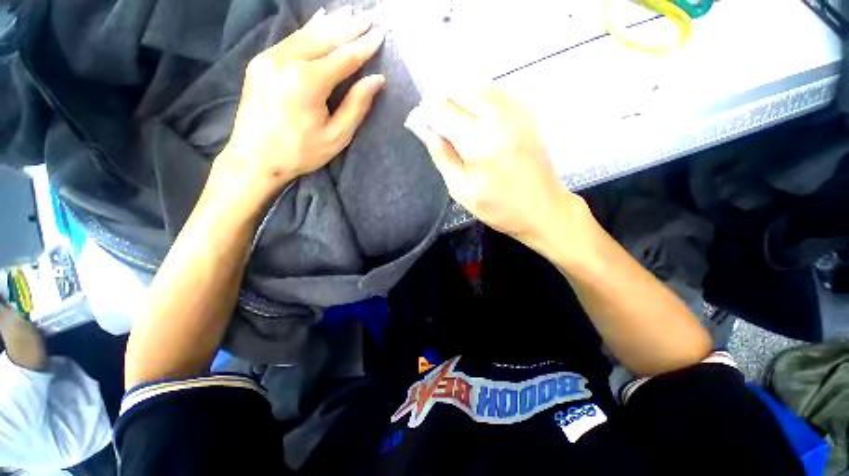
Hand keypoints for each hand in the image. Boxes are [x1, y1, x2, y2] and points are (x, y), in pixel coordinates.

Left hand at [214, 6, 385, 207]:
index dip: (364, 47)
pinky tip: (320, 21)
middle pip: (325, 38)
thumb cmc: (300, 153)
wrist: (253, 158)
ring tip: (350, 14)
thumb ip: (356, 106)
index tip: (380, 35)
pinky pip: (290, 39)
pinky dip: (309, 30)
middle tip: (370, 17)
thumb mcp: (336, 136)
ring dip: (331, 24)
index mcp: (307, 83)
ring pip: (306, 34)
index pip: (343, 58)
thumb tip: (375, 80)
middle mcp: (286, 62)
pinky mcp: (260, 62)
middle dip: (350, 27)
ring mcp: (269, 58)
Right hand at [405, 86, 591, 251]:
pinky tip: (474, 120)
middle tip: (435, 127)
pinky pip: (494, 91)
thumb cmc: (499, 208)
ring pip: (475, 86)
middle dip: (439, 105)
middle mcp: (499, 117)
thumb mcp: (461, 190)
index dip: (422, 114)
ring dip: (457, 100)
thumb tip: (423, 128)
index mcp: (480, 142)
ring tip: (452, 125)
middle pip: (457, 90)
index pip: (440, 109)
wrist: (544, 209)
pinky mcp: (527, 111)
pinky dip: (476, 99)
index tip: (416, 125)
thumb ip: (441, 155)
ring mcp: (517, 110)